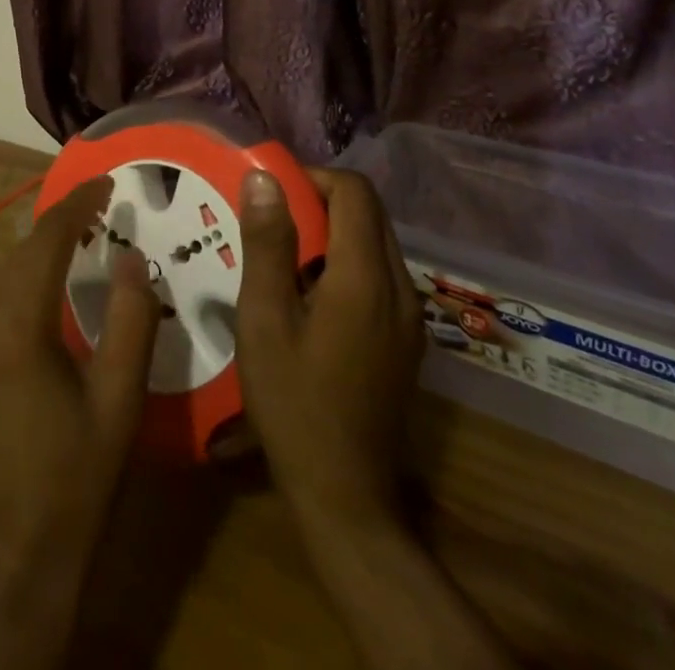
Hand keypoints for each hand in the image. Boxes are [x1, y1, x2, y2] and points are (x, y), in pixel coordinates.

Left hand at [0, 176, 159, 669]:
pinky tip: (43, 301)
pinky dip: (17, 291)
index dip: (76, 204)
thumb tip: (131, 256)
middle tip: (99, 212)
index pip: (45, 241)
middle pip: (18, 256)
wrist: (8, 564)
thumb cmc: (75, 481)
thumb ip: (132, 319)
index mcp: (14, 327)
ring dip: (37, 260)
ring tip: (79, 247)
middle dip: (58, 228)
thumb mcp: (119, 401)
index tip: (105, 181)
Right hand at [235, 168, 512, 669]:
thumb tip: (264, 179)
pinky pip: (379, 275)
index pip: (354, 191)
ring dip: (331, 233)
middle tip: (269, 222)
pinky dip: (345, 263)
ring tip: (282, 257)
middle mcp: (400, 288)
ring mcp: (410, 317)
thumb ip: (267, 243)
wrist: (345, 496)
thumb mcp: (264, 318)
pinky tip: (308, 297)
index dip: (312, 178)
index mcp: (366, 278)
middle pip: (368, 213)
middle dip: (319, 202)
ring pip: (375, 243)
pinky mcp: (407, 340)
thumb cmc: (293, 403)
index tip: (270, 194)